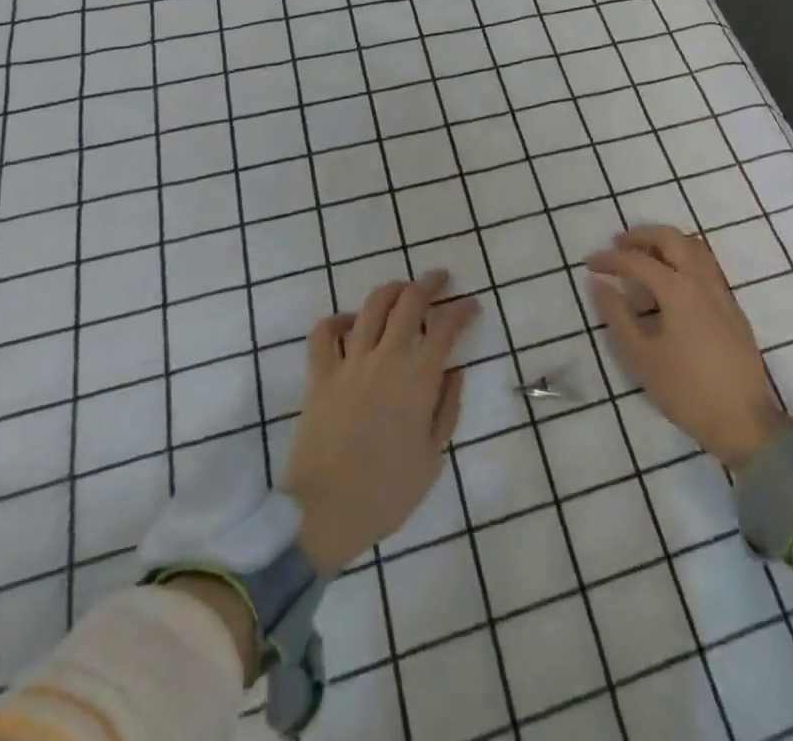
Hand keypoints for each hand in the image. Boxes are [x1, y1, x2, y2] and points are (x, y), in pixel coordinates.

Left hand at [282, 270, 479, 572]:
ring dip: (391, 290)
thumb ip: (447, 408)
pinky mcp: (320, 374)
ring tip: (402, 290)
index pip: (447, 327)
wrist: (324, 512)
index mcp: (419, 377)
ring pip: (372, 306)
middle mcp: (386, 357)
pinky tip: (350, 323)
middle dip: (429, 283)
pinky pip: (324, 333)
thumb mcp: (433, 457)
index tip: (472, 305)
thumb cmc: (387, 492)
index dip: (462, 310)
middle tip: (440, 280)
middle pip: (409, 301)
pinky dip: (338, 320)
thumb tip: (455, 370)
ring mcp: (350, 362)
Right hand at [587, 226, 788, 468]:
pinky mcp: (732, 308)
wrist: (744, 423)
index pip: (637, 261)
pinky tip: (670, 282)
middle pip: (672, 239)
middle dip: (642, 236)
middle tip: (618, 245)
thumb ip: (617, 316)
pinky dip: (683, 258)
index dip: (610, 259)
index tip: (589, 263)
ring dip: (666, 243)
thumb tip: (599, 284)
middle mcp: (702, 281)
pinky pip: (705, 266)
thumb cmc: (686, 391)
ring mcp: (722, 292)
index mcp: (678, 290)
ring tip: (643, 256)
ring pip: (694, 248)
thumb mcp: (641, 357)